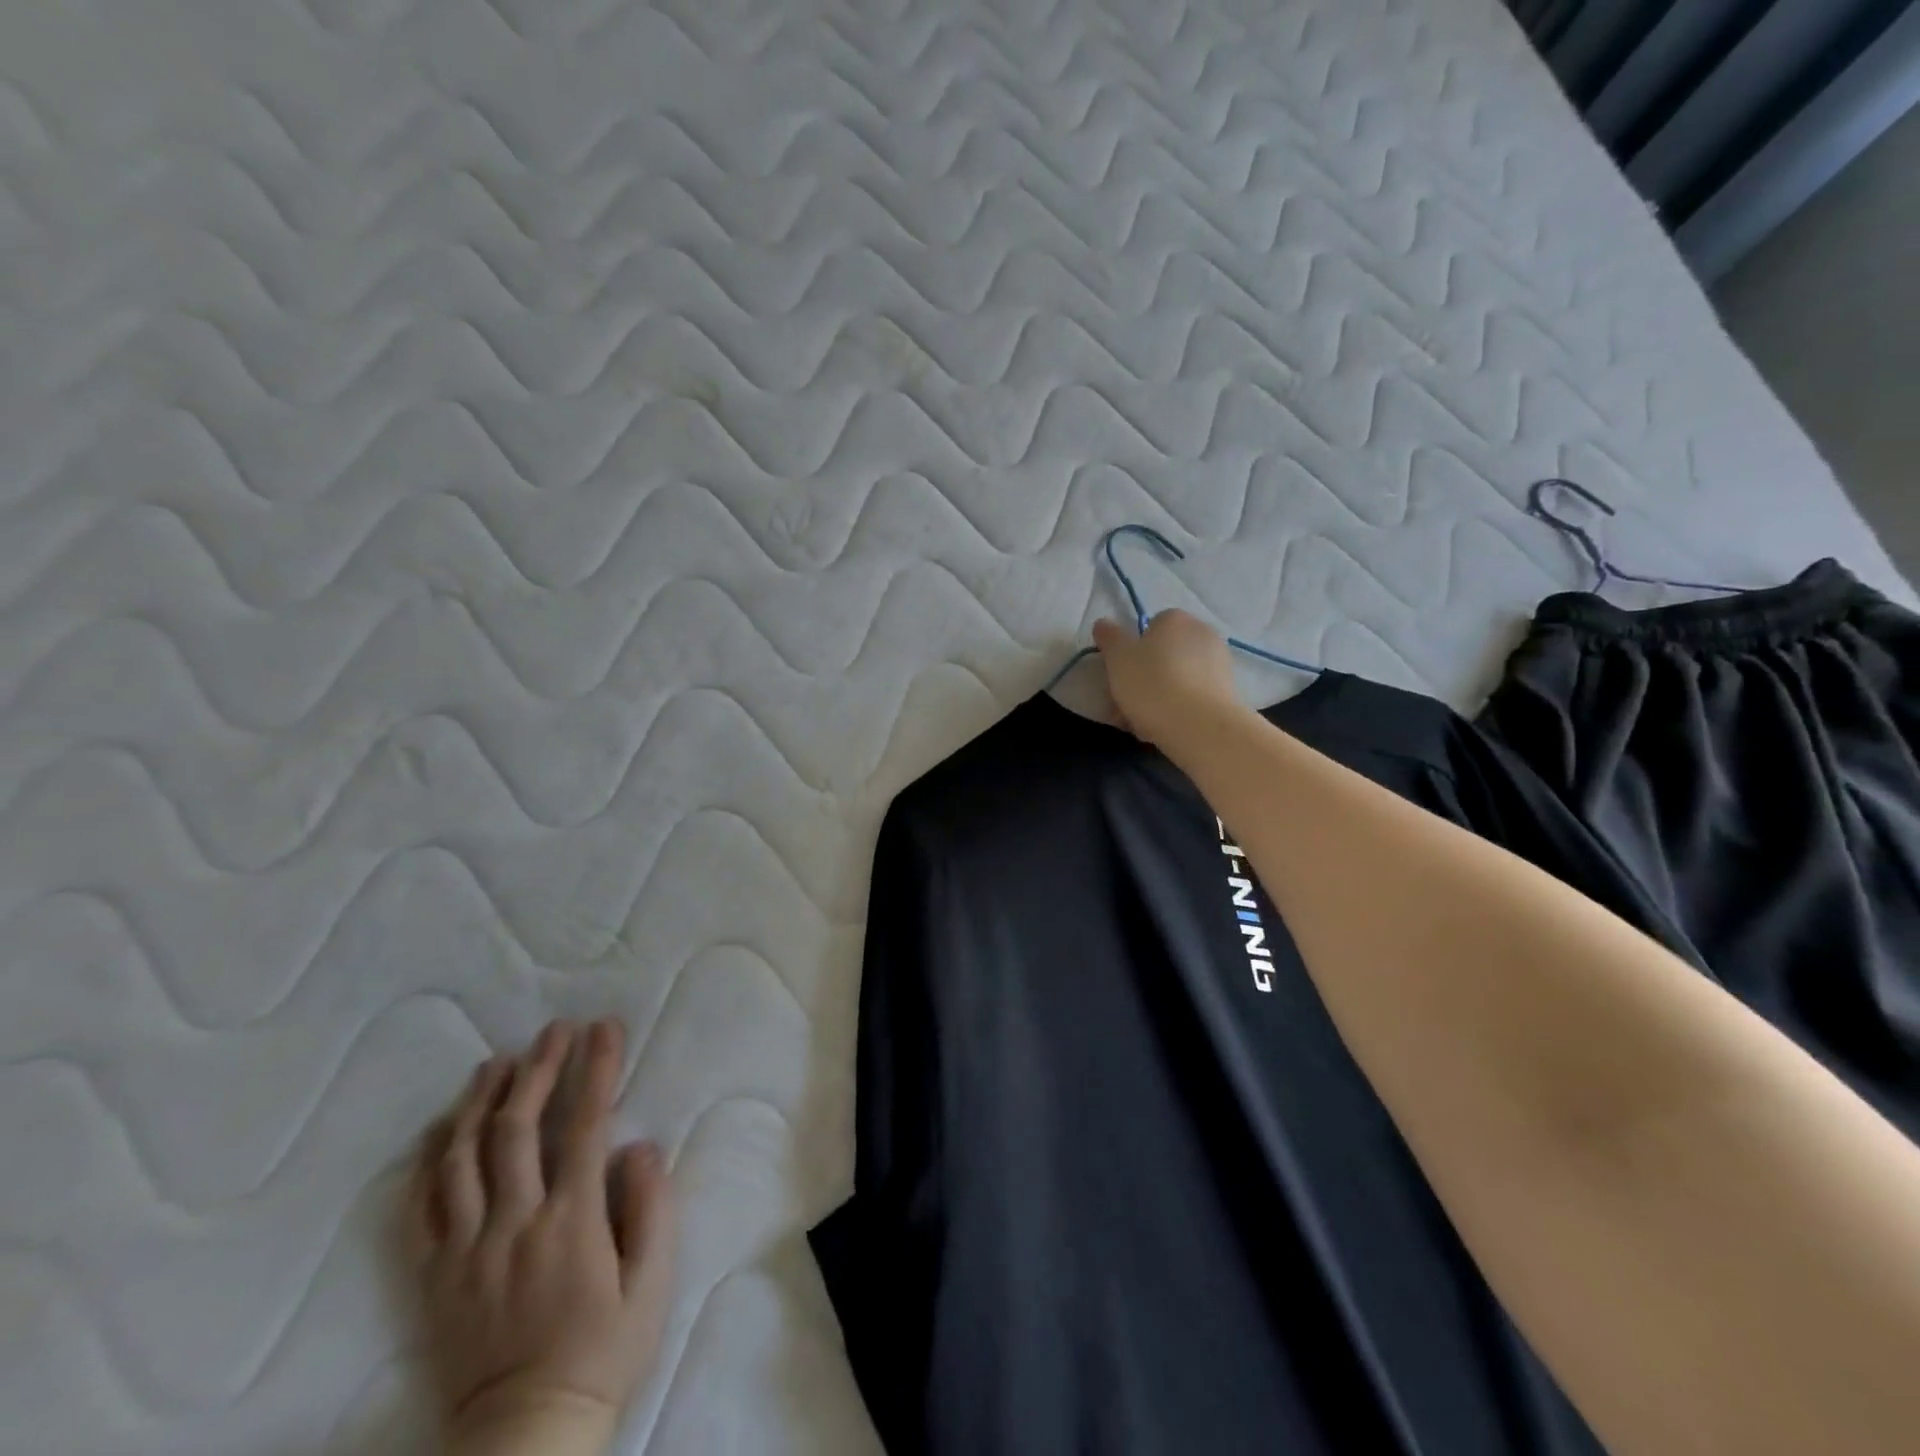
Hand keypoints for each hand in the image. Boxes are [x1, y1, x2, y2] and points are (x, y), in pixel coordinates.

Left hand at [408, 1019, 676, 1455]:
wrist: (525, 1436)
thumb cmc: (603, 1352)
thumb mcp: (652, 1285)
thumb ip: (652, 1209)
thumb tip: (639, 1146)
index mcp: (571, 1221)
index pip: (586, 1124)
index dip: (596, 1069)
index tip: (605, 1028)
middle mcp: (514, 1223)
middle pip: (518, 1128)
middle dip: (539, 1068)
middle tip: (553, 1030)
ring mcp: (466, 1250)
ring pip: (463, 1158)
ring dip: (481, 1101)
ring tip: (497, 1063)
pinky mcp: (434, 1277)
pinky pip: (420, 1209)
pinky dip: (428, 1162)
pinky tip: (442, 1130)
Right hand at [1092, 609, 1242, 748]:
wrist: (1199, 725)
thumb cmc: (1152, 684)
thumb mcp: (1117, 658)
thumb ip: (1109, 638)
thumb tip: (1103, 623)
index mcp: (1175, 619)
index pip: (1150, 627)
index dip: (1133, 650)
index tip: (1121, 675)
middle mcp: (1202, 632)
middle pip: (1165, 653)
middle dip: (1147, 675)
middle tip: (1128, 702)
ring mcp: (1220, 662)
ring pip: (1179, 677)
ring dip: (1162, 694)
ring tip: (1143, 722)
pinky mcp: (1229, 691)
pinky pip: (1194, 696)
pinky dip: (1180, 708)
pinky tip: (1165, 728)